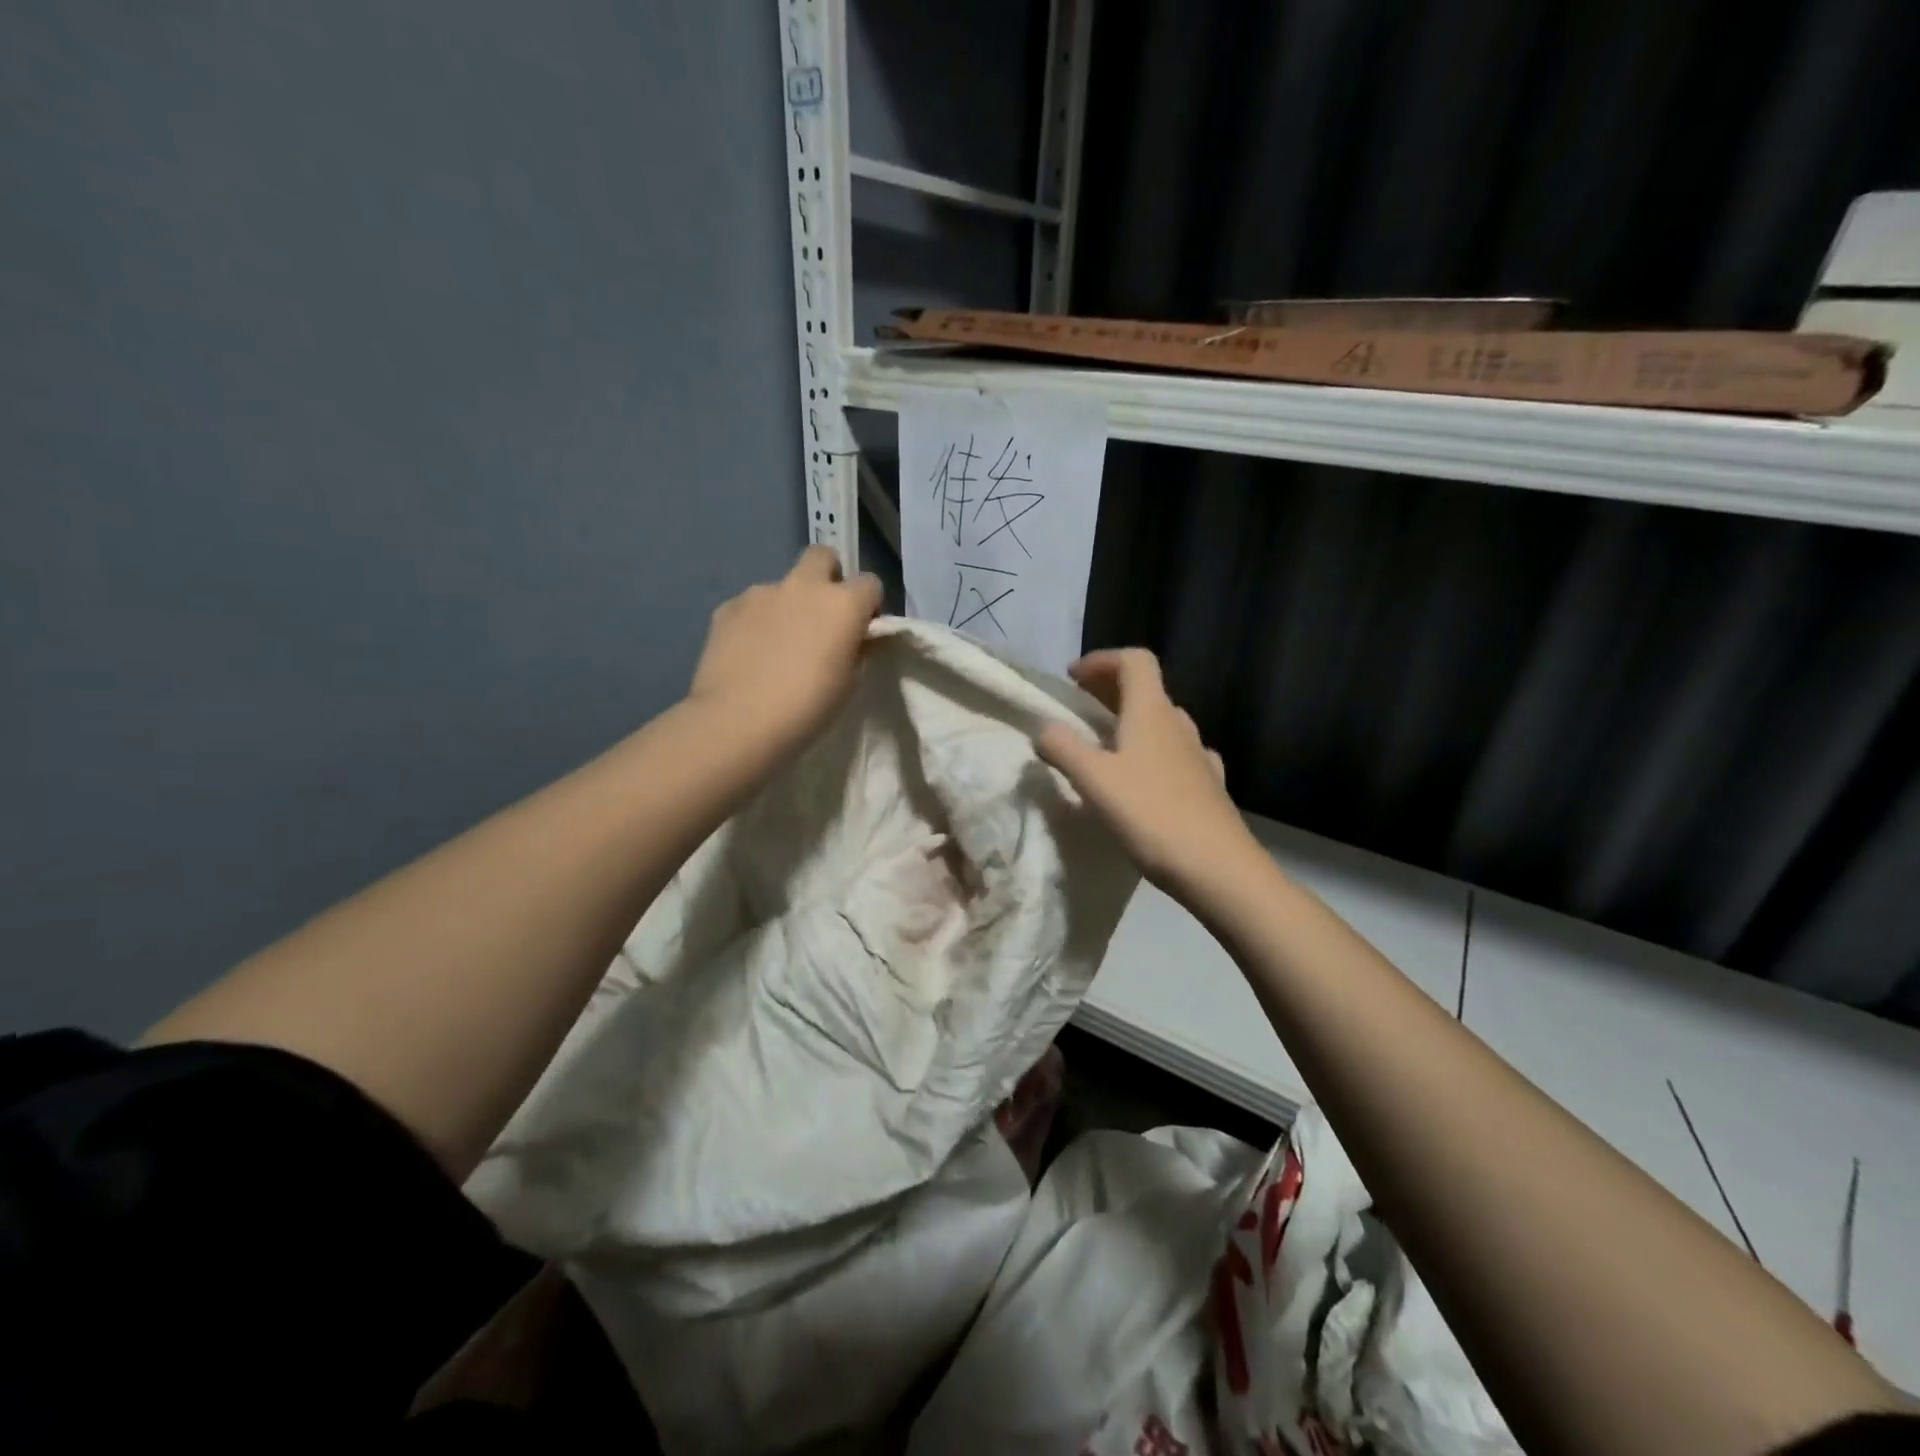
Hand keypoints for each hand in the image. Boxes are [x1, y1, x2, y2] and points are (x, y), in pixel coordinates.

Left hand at [686, 545, 883, 763]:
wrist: (738, 722)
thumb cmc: (808, 708)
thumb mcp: (850, 683)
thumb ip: (857, 650)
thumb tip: (855, 639)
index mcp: (843, 603)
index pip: (870, 584)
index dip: (868, 606)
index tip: (861, 631)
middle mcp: (803, 586)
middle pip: (822, 556)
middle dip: (828, 577)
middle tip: (822, 617)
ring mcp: (761, 593)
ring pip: (783, 585)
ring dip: (788, 605)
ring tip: (778, 645)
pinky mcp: (727, 607)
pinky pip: (751, 606)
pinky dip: (756, 622)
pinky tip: (750, 653)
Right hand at [1036, 649, 1257, 893]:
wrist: (1219, 869)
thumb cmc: (1152, 815)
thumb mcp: (1094, 780)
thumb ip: (1062, 748)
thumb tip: (1043, 729)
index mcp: (1151, 712)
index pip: (1133, 661)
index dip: (1101, 661)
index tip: (1072, 678)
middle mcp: (1178, 725)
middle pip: (1146, 689)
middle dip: (1110, 689)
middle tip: (1079, 706)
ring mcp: (1198, 756)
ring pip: (1162, 723)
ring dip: (1132, 721)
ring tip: (1105, 743)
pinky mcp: (1208, 786)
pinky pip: (1176, 755)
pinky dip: (1153, 753)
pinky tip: (1145, 778)